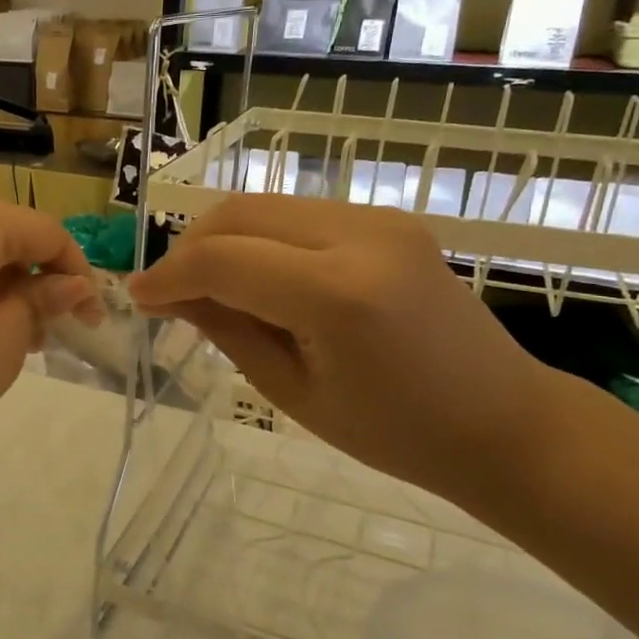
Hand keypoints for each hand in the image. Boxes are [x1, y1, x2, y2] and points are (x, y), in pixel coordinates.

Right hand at [127, 195, 554, 508]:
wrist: (501, 421)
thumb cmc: (393, 432)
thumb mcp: (290, 391)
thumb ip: (225, 329)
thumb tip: (170, 295)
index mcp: (338, 294)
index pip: (223, 260)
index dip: (169, 276)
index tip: (138, 299)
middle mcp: (360, 236)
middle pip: (240, 214)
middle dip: (189, 248)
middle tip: (168, 293)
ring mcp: (379, 219)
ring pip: (265, 205)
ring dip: (222, 239)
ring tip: (205, 286)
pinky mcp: (387, 219)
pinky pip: (297, 214)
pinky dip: (259, 238)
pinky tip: (253, 276)